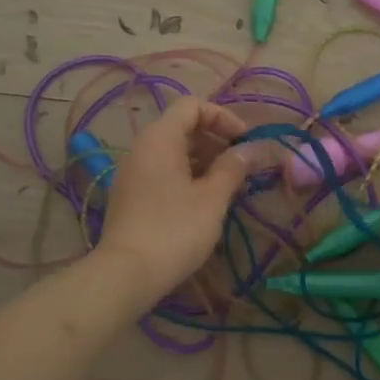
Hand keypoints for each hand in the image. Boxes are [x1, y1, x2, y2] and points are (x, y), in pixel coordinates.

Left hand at [97, 95, 250, 298]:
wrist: (127, 273)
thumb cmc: (175, 230)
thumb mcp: (212, 198)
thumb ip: (233, 168)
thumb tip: (252, 149)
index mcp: (160, 138)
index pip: (192, 105)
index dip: (222, 117)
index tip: (244, 142)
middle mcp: (142, 148)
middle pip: (182, 126)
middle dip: (216, 139)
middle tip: (241, 164)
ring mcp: (133, 172)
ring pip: (173, 151)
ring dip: (204, 159)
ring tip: (228, 183)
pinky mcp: (131, 195)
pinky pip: (163, 171)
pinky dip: (187, 175)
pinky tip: (205, 200)